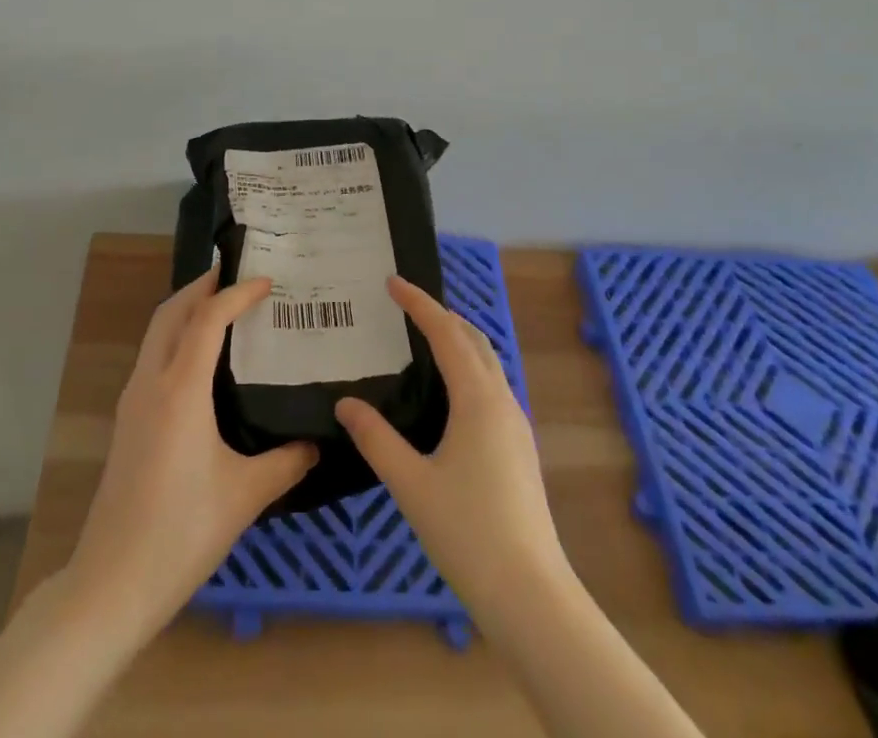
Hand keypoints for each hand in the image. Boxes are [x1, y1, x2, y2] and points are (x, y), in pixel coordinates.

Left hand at [63, 270, 317, 639]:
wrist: (112, 583)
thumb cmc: (182, 532)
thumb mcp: (246, 495)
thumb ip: (287, 461)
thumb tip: (318, 442)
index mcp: (180, 390)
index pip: (207, 319)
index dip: (237, 293)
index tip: (267, 282)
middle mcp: (151, 382)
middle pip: (171, 312)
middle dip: (203, 286)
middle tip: (238, 275)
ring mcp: (132, 400)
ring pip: (156, 332)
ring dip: (186, 309)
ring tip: (222, 306)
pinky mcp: (127, 419)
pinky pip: (152, 356)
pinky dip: (176, 336)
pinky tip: (200, 358)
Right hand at [335, 276, 568, 613]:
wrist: (531, 594)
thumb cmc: (467, 532)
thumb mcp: (411, 484)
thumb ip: (376, 439)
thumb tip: (346, 403)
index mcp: (477, 399)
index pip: (446, 333)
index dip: (419, 303)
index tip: (393, 282)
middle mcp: (502, 400)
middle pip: (473, 339)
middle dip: (442, 314)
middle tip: (406, 306)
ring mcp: (516, 424)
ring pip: (488, 362)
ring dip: (459, 340)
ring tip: (424, 340)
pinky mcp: (520, 447)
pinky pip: (492, 386)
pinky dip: (469, 367)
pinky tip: (449, 394)